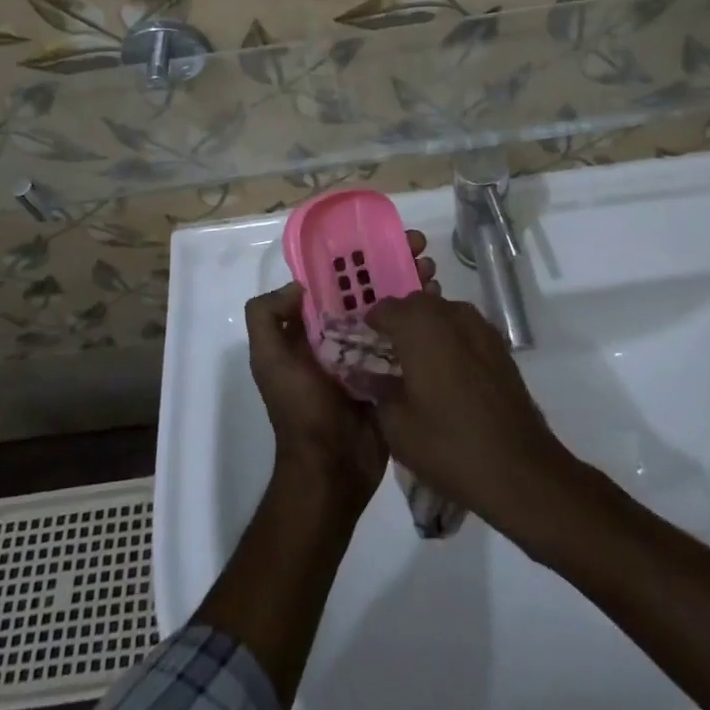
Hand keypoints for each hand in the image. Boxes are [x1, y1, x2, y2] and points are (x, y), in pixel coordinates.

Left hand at [246, 231, 434, 506]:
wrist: (331, 471)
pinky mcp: (394, 375)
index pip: (336, 281)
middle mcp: (341, 335)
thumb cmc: (300, 411)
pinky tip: (441, 305)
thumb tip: (299, 285)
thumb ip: (267, 317)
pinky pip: (408, 341)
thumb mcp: (269, 361)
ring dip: (412, 287)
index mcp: (312, 329)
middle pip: (370, 290)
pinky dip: (423, 321)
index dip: (357, 257)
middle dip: (393, 265)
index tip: (383, 238)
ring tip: (434, 272)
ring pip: (393, 310)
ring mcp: (370, 355)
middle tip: (421, 250)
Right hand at [367, 292, 573, 529]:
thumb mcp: (397, 426)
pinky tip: (447, 376)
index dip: (369, 326)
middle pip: (414, 305)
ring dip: (426, 331)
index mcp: (420, 326)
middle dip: (398, 325)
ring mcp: (480, 326)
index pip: (383, 308)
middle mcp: (450, 313)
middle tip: (386, 359)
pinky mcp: (499, 345)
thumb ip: (376, 390)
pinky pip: (464, 330)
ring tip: (417, 369)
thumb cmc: (450, 446)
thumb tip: (364, 373)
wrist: (520, 469)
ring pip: (442, 314)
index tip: (361, 349)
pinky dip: (450, 342)